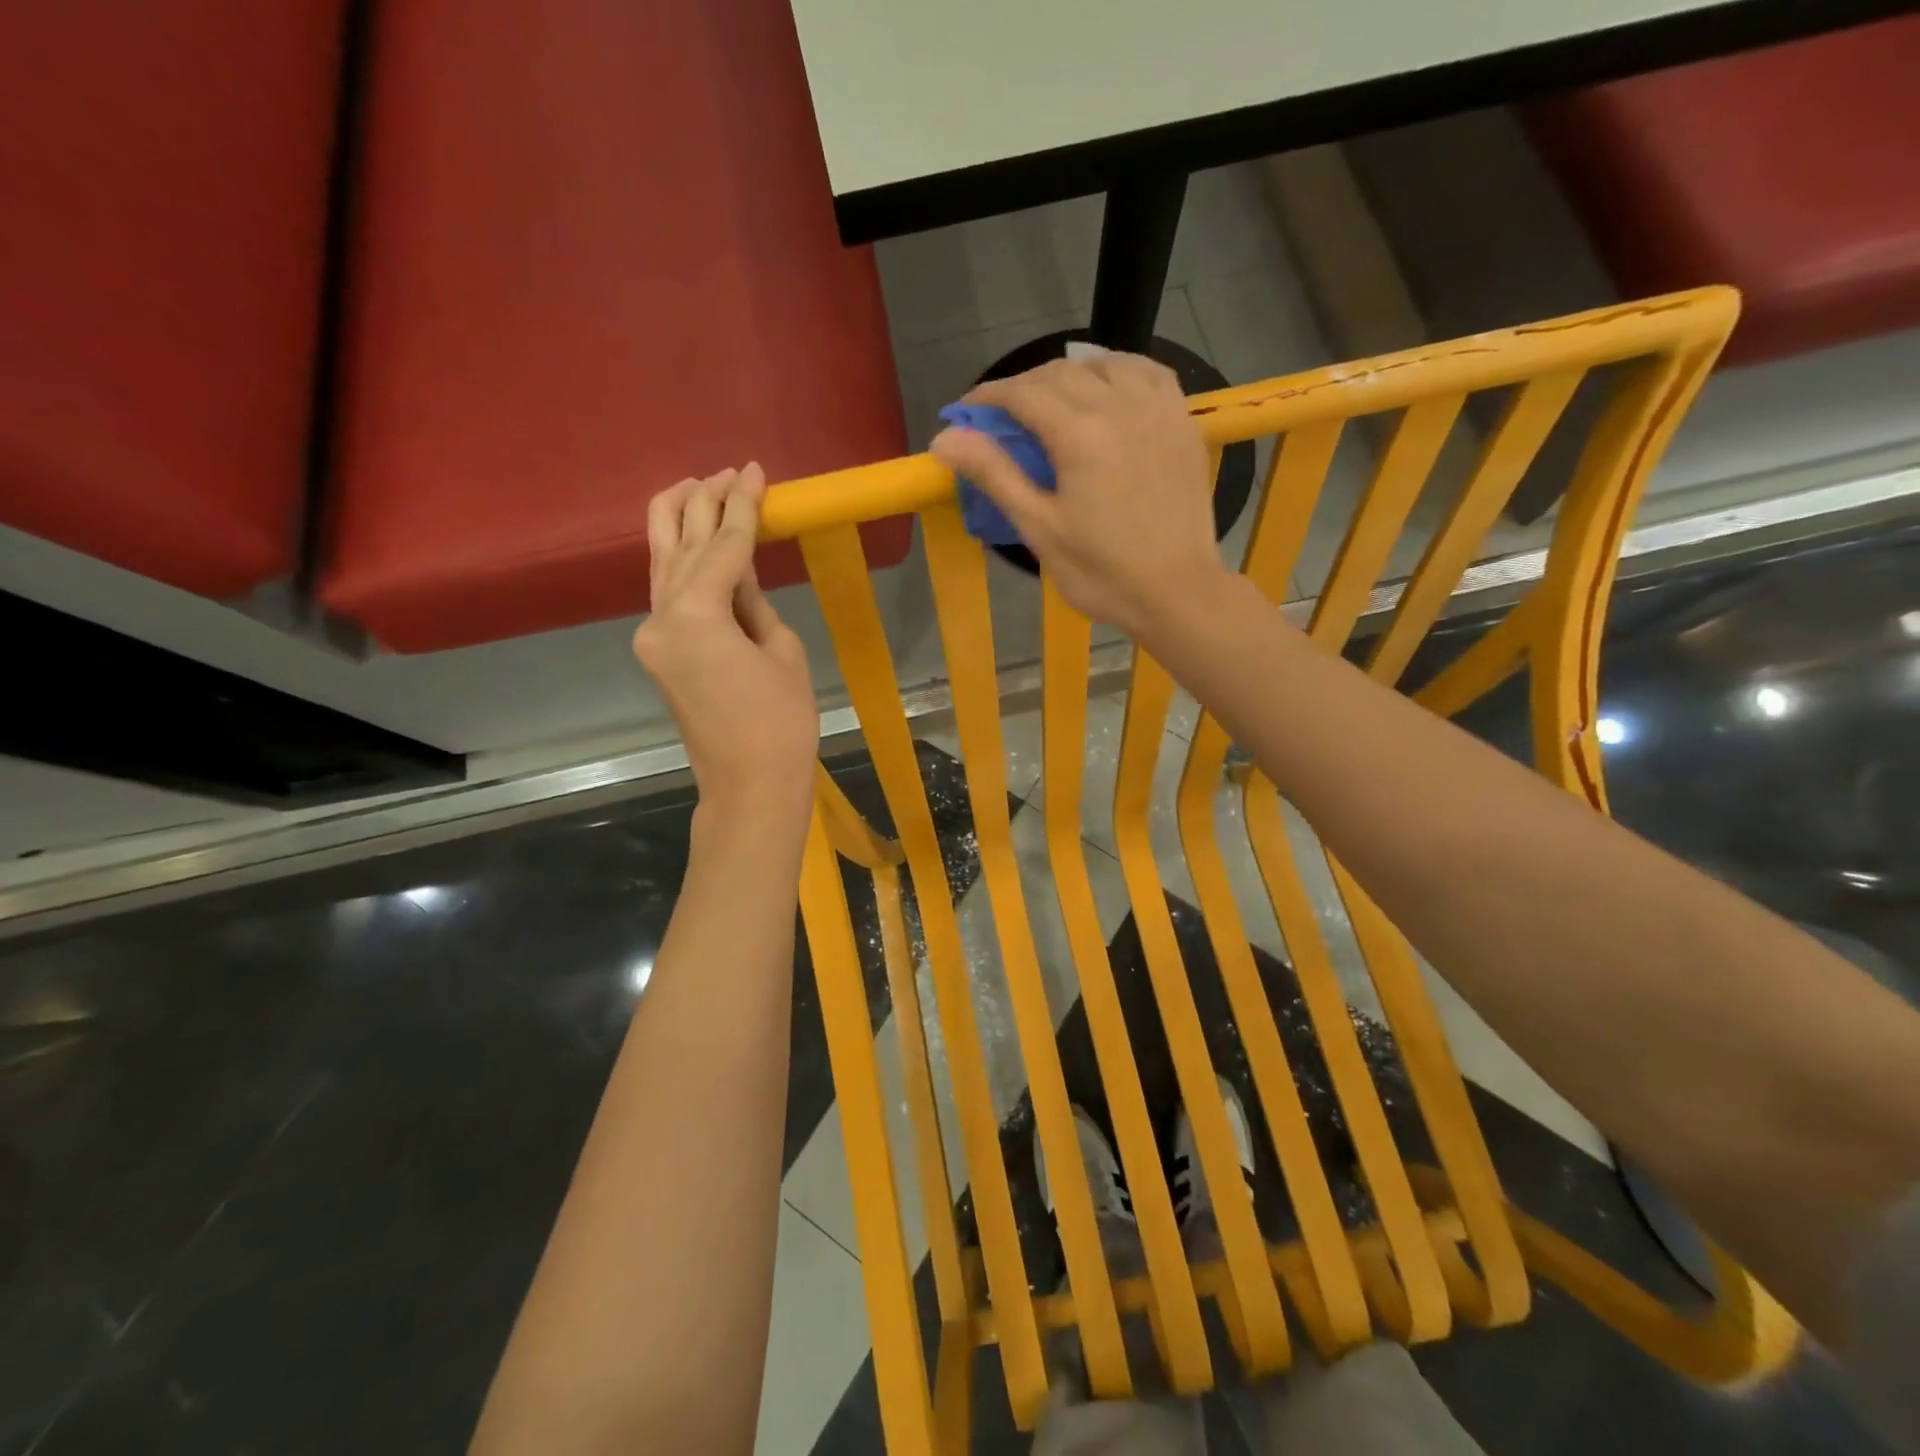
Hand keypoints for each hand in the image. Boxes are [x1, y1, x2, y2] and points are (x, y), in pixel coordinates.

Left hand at [632, 465, 817, 823]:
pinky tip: (692, 542)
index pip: (723, 547)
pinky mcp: (658, 653)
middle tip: (726, 471)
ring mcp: (653, 637)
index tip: (755, 472)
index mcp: (696, 616)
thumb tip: (740, 581)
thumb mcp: (783, 652)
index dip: (742, 507)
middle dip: (703, 504)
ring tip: (696, 486)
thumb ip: (755, 605)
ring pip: (661, 564)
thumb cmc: (781, 724)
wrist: (749, 785)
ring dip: (679, 524)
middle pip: (680, 546)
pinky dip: (680, 562)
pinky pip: (668, 594)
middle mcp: (661, 618)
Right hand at [930, 354, 1230, 637]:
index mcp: (1079, 434)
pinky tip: (1109, 388)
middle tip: (1004, 416)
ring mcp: (1157, 410)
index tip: (968, 411)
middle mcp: (1119, 406)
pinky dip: (1120, 371)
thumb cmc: (1102, 571)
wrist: (1177, 591)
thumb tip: (944, 439)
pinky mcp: (1182, 423)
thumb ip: (995, 475)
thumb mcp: (1040, 528)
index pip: (1023, 393)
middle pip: (1061, 372)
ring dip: (1070, 374)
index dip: (989, 396)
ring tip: (1053, 400)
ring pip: (1105, 365)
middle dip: (1024, 386)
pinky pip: (1149, 374)